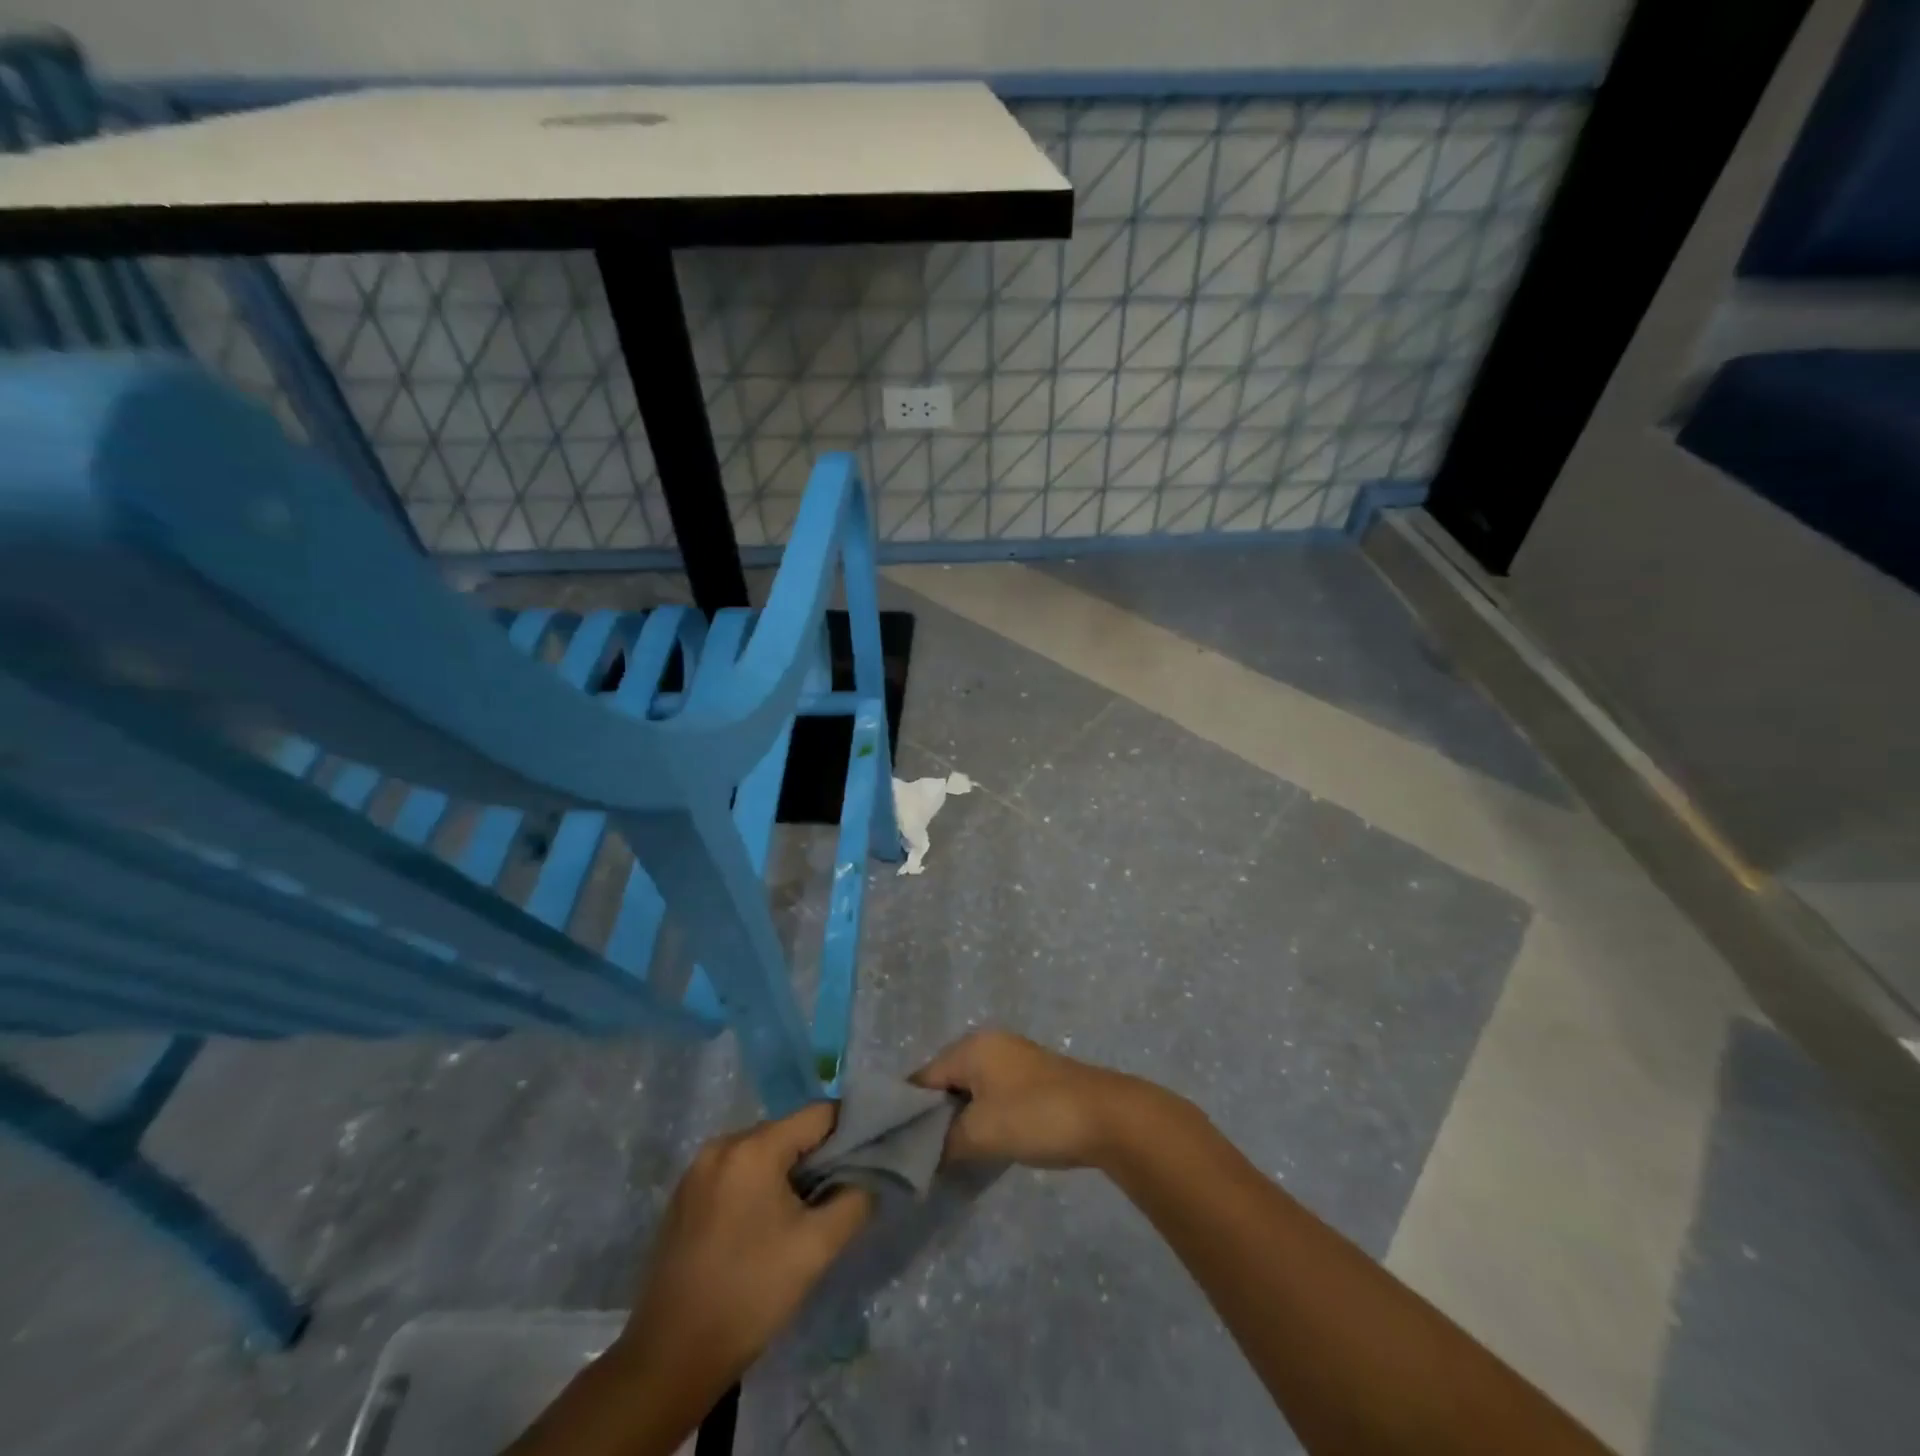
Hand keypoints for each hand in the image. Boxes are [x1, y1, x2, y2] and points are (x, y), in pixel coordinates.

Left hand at [612, 1104, 872, 1401]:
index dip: (848, 1132)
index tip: (864, 1161)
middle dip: (816, 1157)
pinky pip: (735, 1172)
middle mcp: (722, 1144)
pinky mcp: (683, 1196)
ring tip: (799, 1216)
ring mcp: (697, 1169)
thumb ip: (854, 1200)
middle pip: (788, 1131)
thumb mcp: (817, 1247)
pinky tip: (761, 1228)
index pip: (818, 1114)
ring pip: (761, 1152)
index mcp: (754, 1147)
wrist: (670, 1358)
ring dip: (786, 1173)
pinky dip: (756, 1186)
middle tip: (833, 1196)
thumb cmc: (751, 1293)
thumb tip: (867, 1177)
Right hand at [913, 1029, 1176, 1170]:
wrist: (1106, 1116)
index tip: (895, 1147)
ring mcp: (1015, 1059)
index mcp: (972, 1047)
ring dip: (961, 1119)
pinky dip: (983, 1117)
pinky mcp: (1034, 1078)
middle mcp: (990, 1044)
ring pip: (971, 1089)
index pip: (923, 1078)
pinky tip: (983, 1144)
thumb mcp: (980, 1133)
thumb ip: (944, 1142)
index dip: (908, 1112)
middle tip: (922, 1155)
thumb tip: (925, 1153)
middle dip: (934, 1116)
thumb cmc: (1035, 1116)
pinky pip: (993, 1095)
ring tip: (949, 1155)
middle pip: (946, 1080)